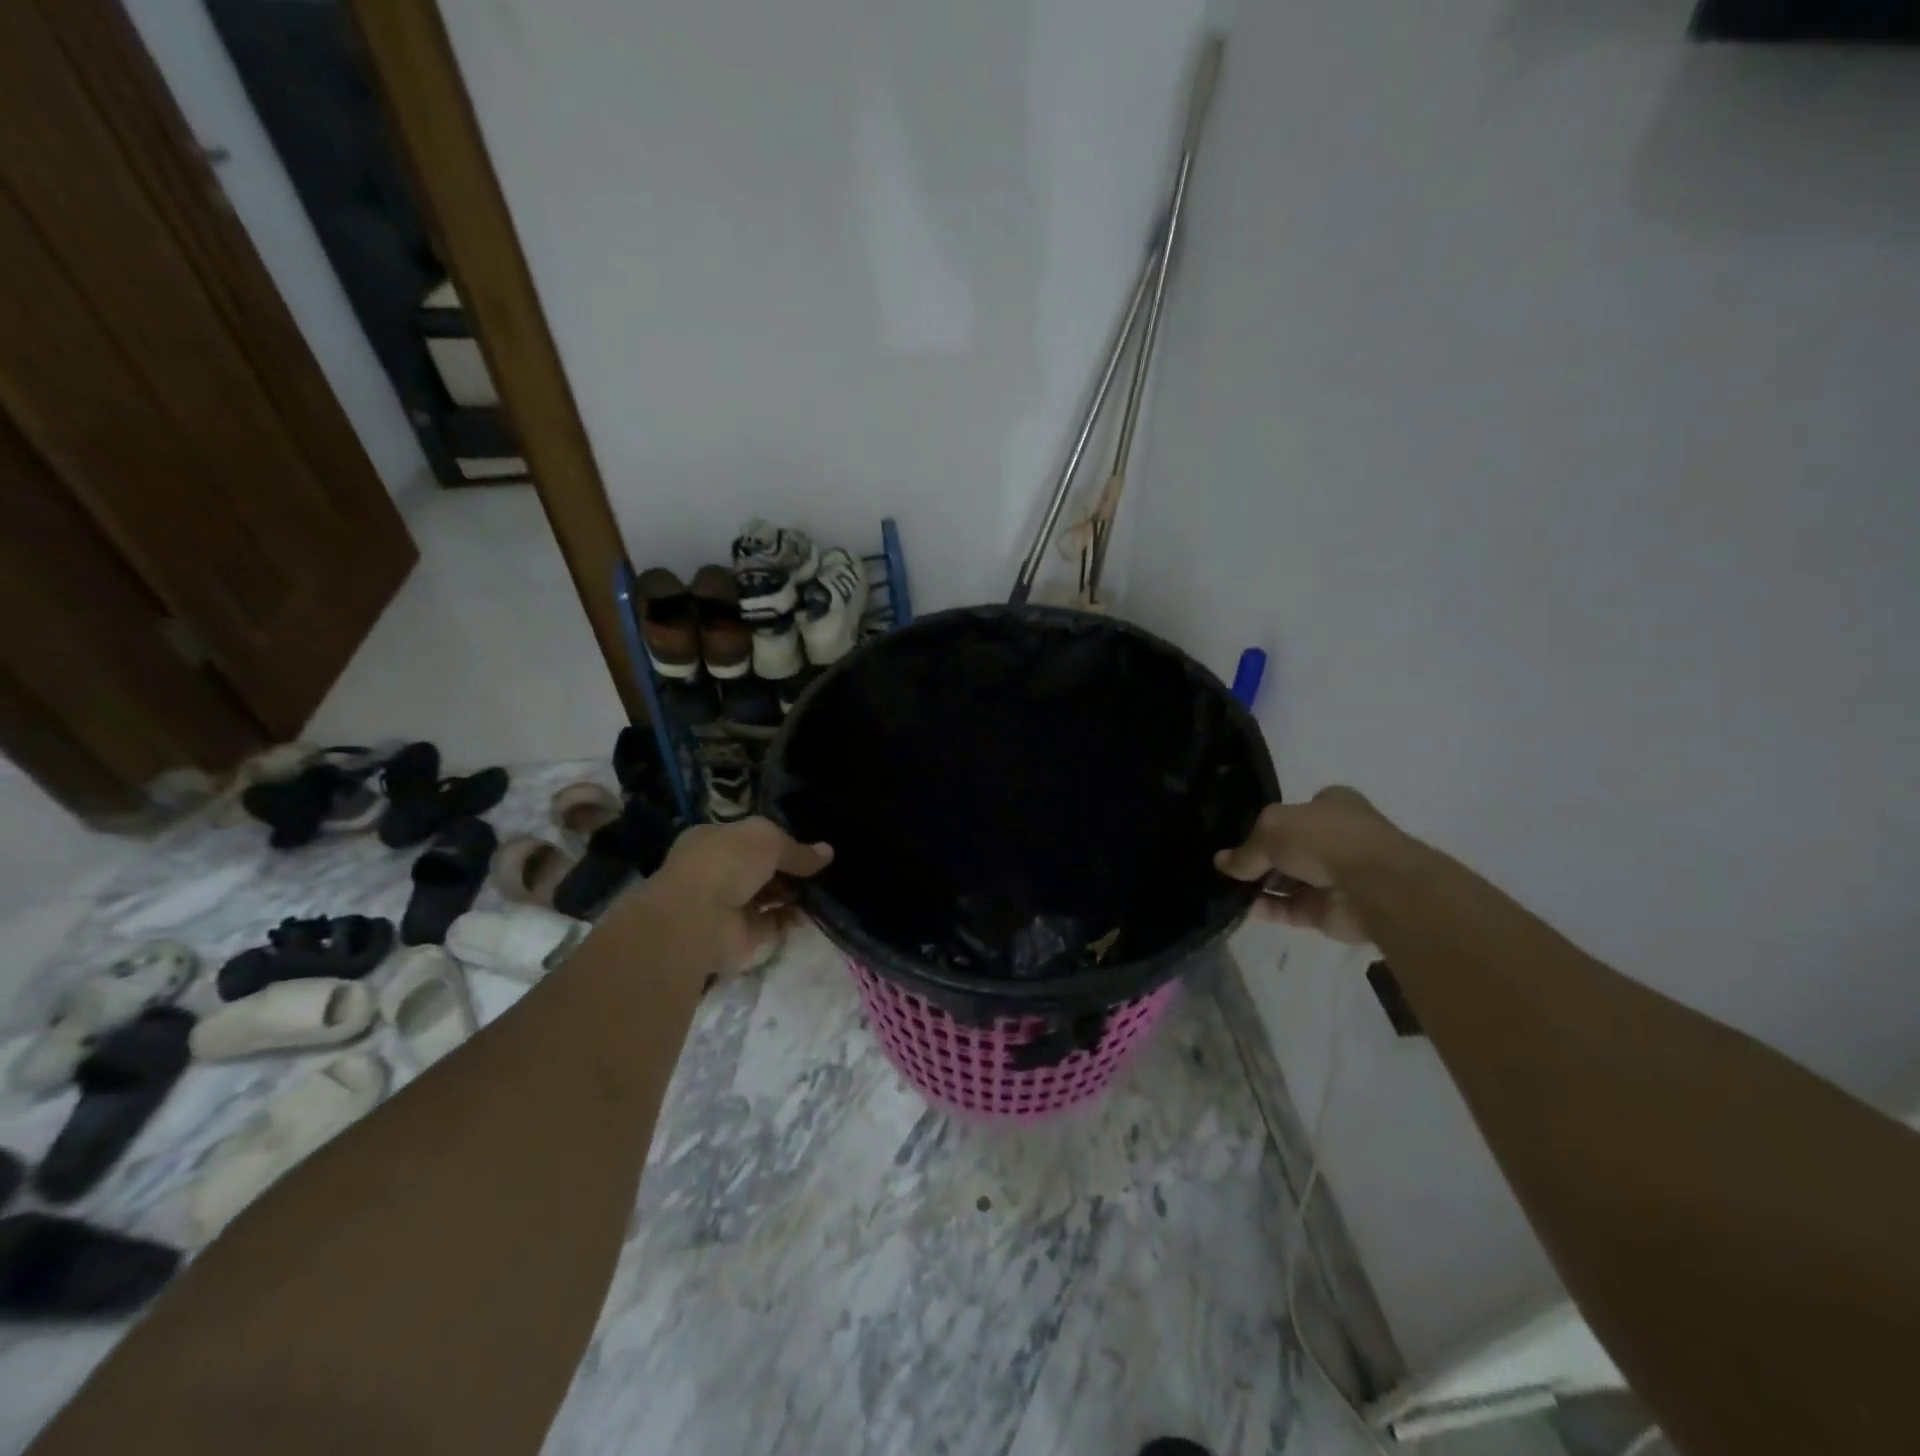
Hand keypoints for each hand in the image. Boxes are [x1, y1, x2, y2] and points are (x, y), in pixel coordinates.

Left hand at [645, 817, 832, 973]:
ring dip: (794, 894)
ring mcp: (728, 905)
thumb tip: (827, 852)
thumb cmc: (726, 862)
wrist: (698, 918)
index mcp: (713, 840)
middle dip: (790, 869)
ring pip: (768, 897)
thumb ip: (797, 849)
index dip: (777, 839)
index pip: (749, 837)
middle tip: (823, 868)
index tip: (808, 843)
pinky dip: (792, 919)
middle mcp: (718, 871)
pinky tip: (815, 912)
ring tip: (826, 888)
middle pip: (761, 868)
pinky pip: (773, 924)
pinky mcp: (741, 936)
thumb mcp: (768, 839)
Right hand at [1214, 787, 1398, 944]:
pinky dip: (1268, 908)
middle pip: (1288, 848)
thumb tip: (1222, 863)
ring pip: (1288, 881)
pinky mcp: (1330, 911)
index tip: (1239, 836)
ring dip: (1259, 886)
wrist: (1373, 885)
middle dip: (1259, 858)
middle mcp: (1336, 838)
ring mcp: (1335, 877)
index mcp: (1332, 806)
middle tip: (1226, 866)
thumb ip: (1246, 849)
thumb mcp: (1271, 828)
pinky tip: (1241, 907)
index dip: (1267, 824)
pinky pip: (1291, 908)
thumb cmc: (1324, 838)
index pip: (1294, 812)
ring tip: (1224, 888)